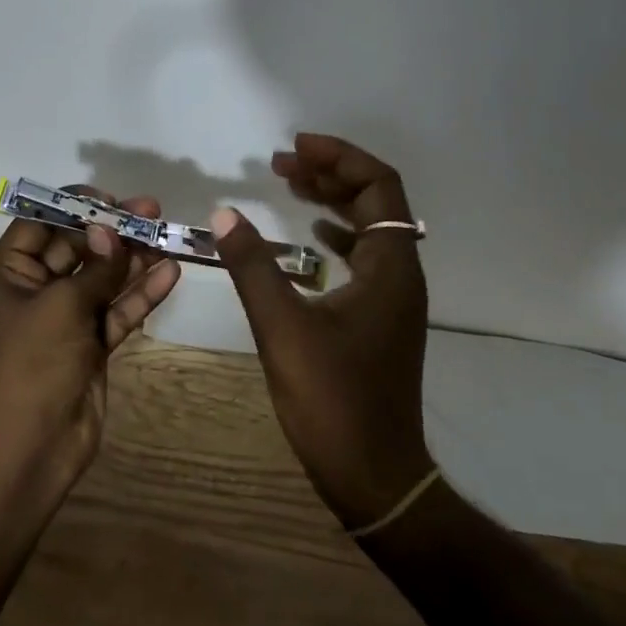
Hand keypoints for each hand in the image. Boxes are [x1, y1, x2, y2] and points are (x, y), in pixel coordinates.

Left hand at [0, 191, 181, 495]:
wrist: (30, 449)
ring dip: (132, 258)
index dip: (74, 206)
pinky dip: (141, 294)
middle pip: (77, 247)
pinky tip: (171, 273)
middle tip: (151, 210)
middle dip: (113, 230)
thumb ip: (95, 267)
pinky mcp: (91, 344)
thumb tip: (111, 229)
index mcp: (10, 272)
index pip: (40, 223)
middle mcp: (36, 289)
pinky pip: (117, 310)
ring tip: (167, 234)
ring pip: (102, 278)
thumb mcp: (63, 306)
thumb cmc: (32, 364)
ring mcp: (65, 318)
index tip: (111, 198)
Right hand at [211, 134, 432, 530]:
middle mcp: (401, 274)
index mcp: (390, 267)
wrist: (376, 476)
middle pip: (376, 200)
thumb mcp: (283, 329)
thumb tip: (224, 214)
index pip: (379, 186)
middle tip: (281, 164)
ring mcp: (393, 297)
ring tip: (290, 186)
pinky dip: (336, 233)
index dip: (339, 157)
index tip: (294, 148)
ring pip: (370, 227)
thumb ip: (252, 267)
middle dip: (330, 173)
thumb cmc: (333, 400)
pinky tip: (310, 236)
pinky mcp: (380, 317)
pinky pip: (363, 255)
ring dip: (333, 200)